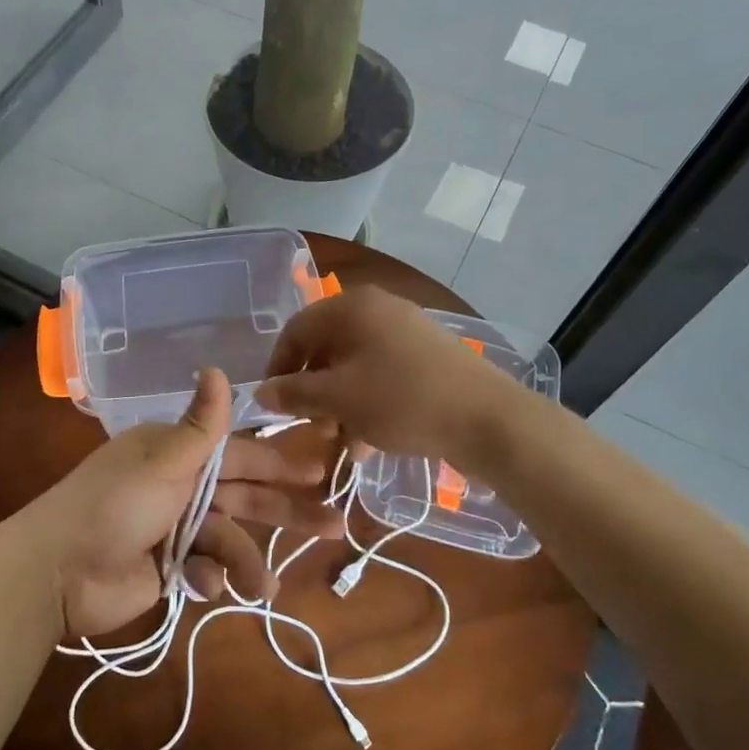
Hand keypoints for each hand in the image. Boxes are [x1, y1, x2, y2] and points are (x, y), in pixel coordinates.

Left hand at [15, 369, 342, 640]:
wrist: (58, 570)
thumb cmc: (114, 505)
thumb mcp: (163, 461)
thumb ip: (201, 425)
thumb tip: (217, 367)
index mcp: (178, 454)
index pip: (240, 454)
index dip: (280, 462)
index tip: (318, 470)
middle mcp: (179, 486)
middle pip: (243, 497)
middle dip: (285, 511)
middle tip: (334, 524)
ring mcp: (173, 529)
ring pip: (227, 539)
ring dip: (246, 562)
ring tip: (266, 588)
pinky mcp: (166, 568)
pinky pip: (203, 569)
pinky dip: (207, 578)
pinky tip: (202, 587)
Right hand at [256, 286, 521, 461]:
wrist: (487, 418)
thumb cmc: (400, 400)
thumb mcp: (337, 399)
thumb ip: (293, 393)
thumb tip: (261, 392)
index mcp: (351, 307)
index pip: (295, 330)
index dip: (278, 367)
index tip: (272, 403)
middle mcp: (377, 308)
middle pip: (326, 347)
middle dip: (312, 390)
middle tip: (309, 424)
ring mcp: (406, 330)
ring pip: (355, 365)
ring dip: (339, 403)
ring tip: (340, 440)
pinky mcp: (427, 356)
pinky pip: (382, 374)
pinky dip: (368, 402)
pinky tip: (368, 441)